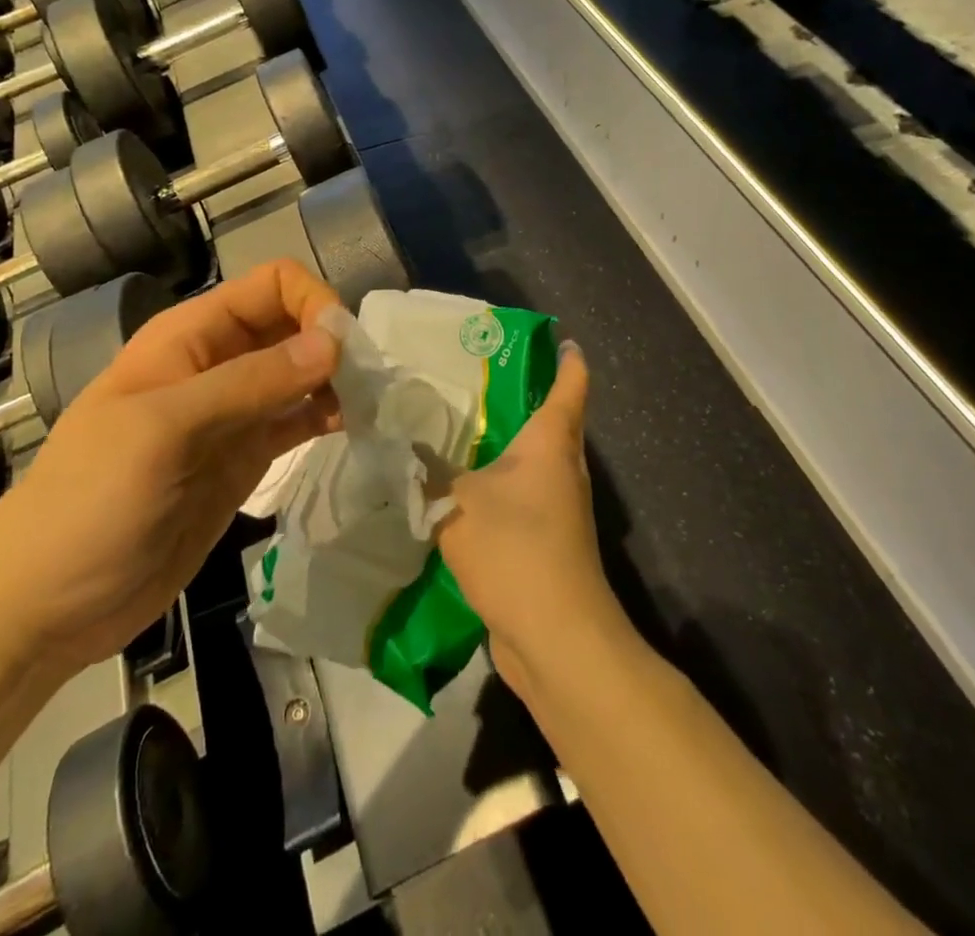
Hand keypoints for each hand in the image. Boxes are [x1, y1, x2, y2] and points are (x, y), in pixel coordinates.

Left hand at [0, 260, 343, 674]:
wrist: (45, 605)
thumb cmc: (90, 501)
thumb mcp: (165, 430)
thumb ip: (251, 383)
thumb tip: (335, 342)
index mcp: (191, 336)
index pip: (271, 286)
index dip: (312, 304)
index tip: (343, 351)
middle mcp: (217, 364)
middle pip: (292, 326)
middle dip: (333, 342)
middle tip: (371, 383)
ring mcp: (234, 414)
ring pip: (302, 374)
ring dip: (339, 381)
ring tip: (373, 407)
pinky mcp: (246, 459)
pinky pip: (297, 421)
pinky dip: (329, 417)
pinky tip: (355, 428)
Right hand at [435, 342, 625, 695]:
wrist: (554, 635)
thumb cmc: (515, 546)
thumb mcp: (458, 500)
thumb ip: (428, 471)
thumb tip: (403, 447)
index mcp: (551, 442)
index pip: (570, 385)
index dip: (568, 359)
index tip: (560, 339)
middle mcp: (563, 468)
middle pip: (553, 422)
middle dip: (525, 399)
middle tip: (479, 380)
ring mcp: (559, 509)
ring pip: (534, 463)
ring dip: (507, 447)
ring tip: (462, 430)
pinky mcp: (546, 543)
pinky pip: (522, 499)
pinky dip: (499, 488)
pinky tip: (463, 490)